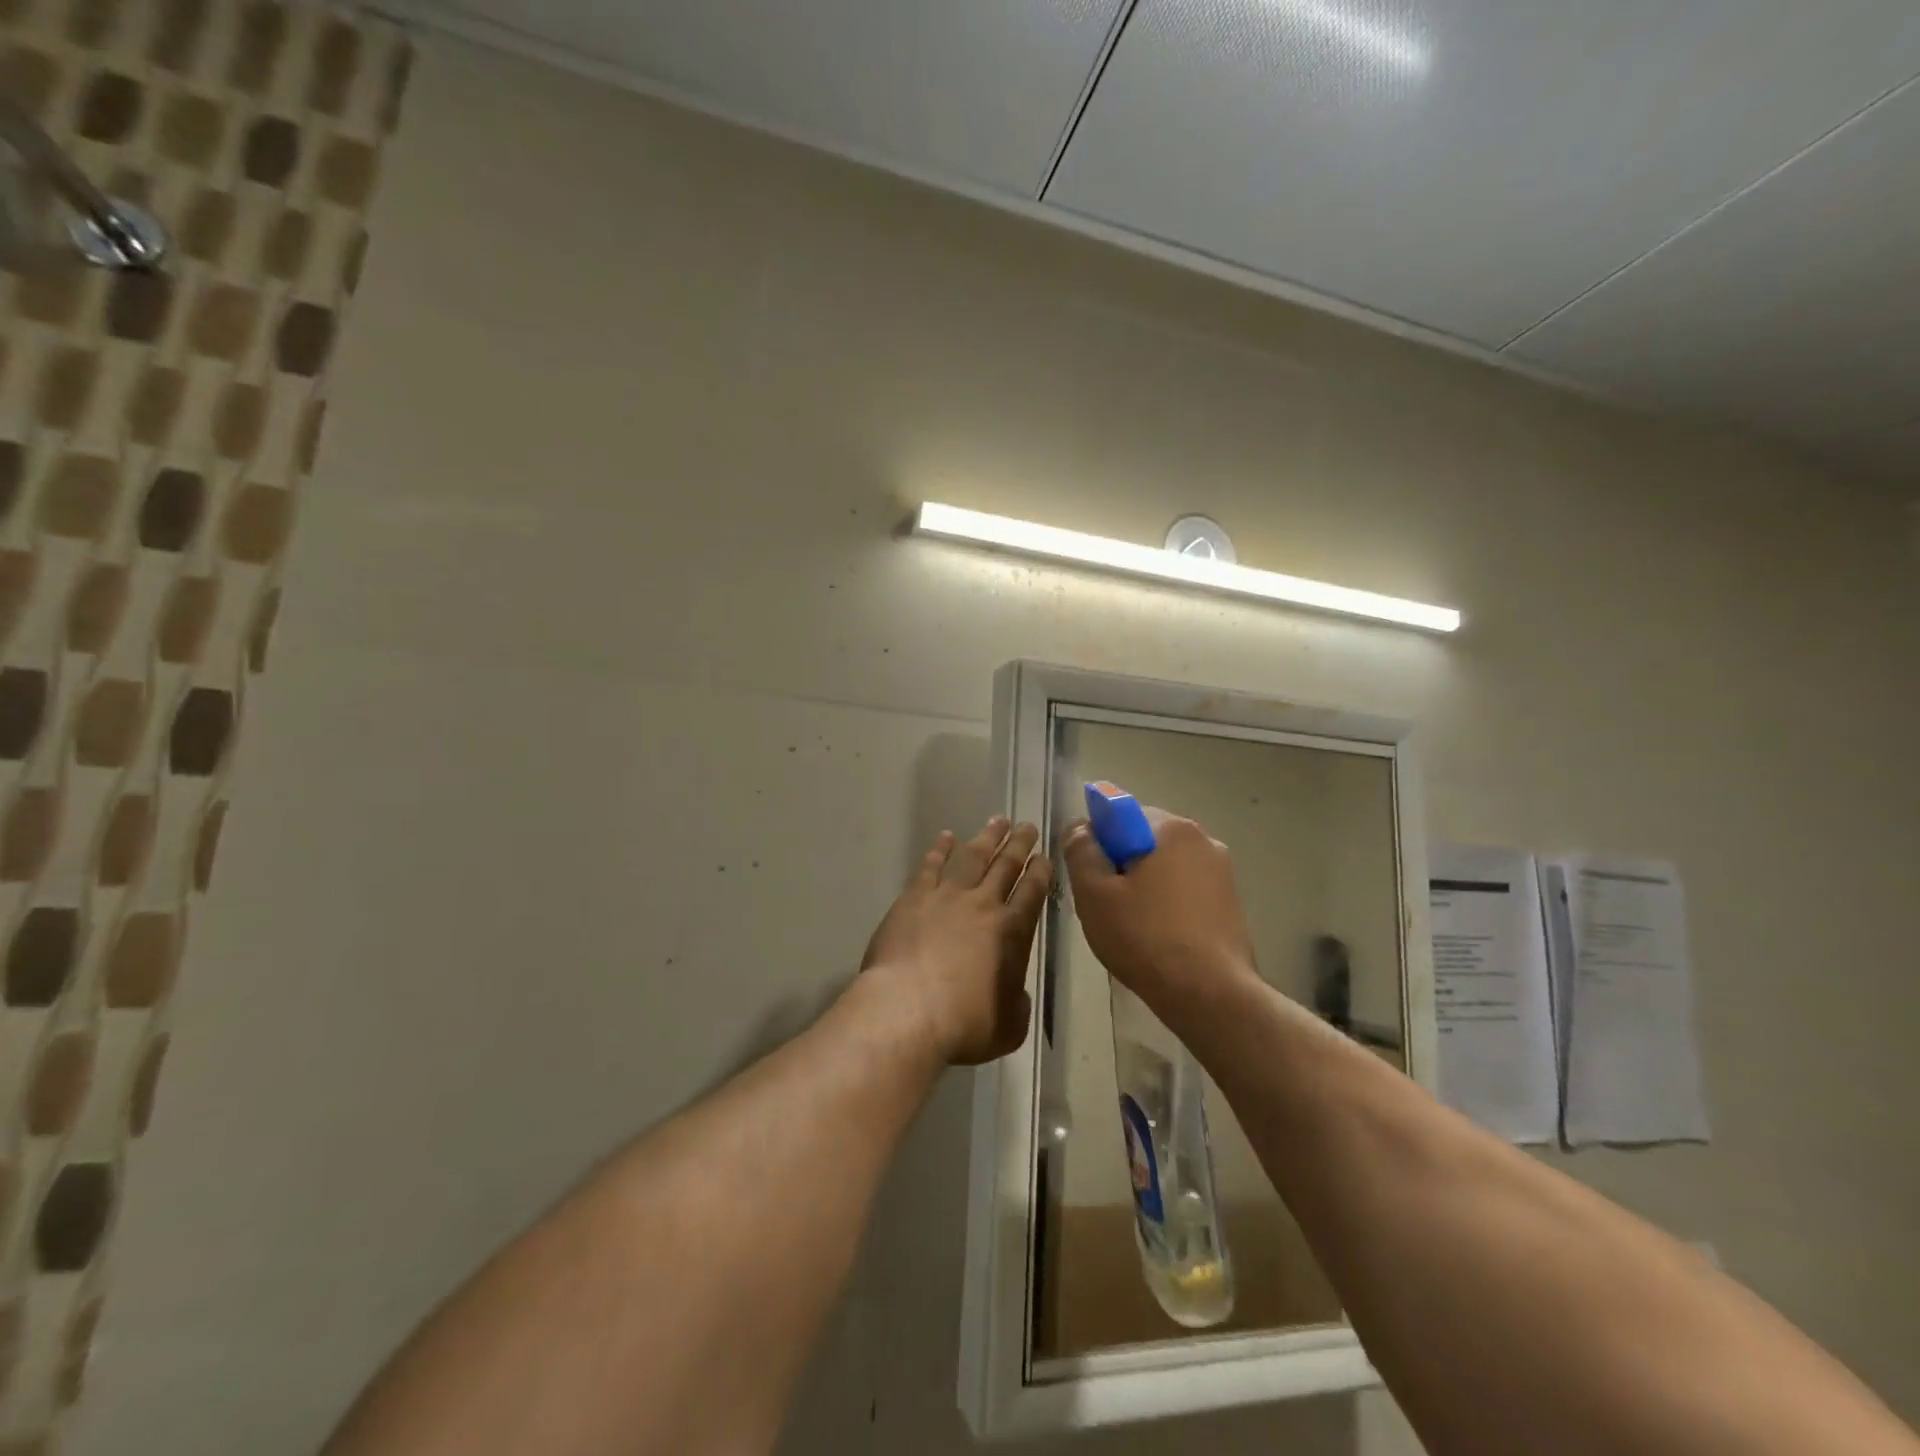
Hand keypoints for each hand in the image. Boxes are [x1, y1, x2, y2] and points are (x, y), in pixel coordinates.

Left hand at [860, 817, 1051, 1065]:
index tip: (1045, 856)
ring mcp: (947, 897)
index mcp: (1013, 932)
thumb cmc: (964, 1024)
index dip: (1041, 872)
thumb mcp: (1008, 1026)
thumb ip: (1017, 1004)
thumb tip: (1015, 994)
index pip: (1033, 893)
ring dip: (987, 837)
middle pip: (1006, 866)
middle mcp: (984, 905)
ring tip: (997, 820)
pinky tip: (946, 837)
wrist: (908, 1009)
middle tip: (1027, 826)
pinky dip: (940, 849)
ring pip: (972, 857)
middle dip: (1019, 844)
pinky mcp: (914, 898)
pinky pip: (931, 865)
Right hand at [1063, 806, 1257, 1012]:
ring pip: (1165, 868)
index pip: (1121, 814)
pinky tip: (1158, 938)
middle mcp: (1203, 840)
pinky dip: (1167, 905)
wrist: (1209, 995)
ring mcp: (1223, 873)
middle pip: (1144, 840)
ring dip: (1145, 886)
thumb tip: (1081, 828)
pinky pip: (1185, 891)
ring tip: (1131, 927)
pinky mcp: (1231, 904)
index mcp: (1172, 828)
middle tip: (1106, 905)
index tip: (1091, 876)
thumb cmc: (1145, 937)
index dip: (1098, 842)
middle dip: (1122, 865)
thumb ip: (1081, 851)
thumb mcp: (1094, 894)